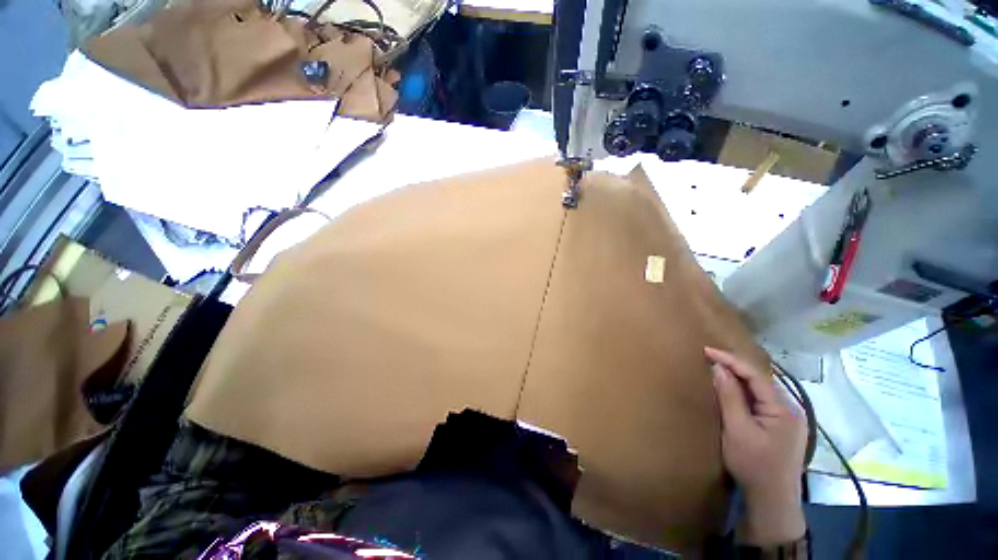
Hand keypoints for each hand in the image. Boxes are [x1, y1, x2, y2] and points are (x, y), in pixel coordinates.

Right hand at [705, 347, 806, 545]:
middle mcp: (790, 409)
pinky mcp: (782, 427)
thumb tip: (718, 368)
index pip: (755, 375)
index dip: (731, 360)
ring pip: (761, 390)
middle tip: (709, 357)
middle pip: (760, 380)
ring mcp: (788, 419)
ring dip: (739, 379)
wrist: (772, 500)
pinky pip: (762, 401)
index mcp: (783, 409)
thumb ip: (730, 397)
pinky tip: (733, 391)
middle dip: (735, 367)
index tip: (707, 350)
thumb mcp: (737, 429)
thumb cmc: (753, 465)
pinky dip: (745, 392)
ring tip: (717, 369)